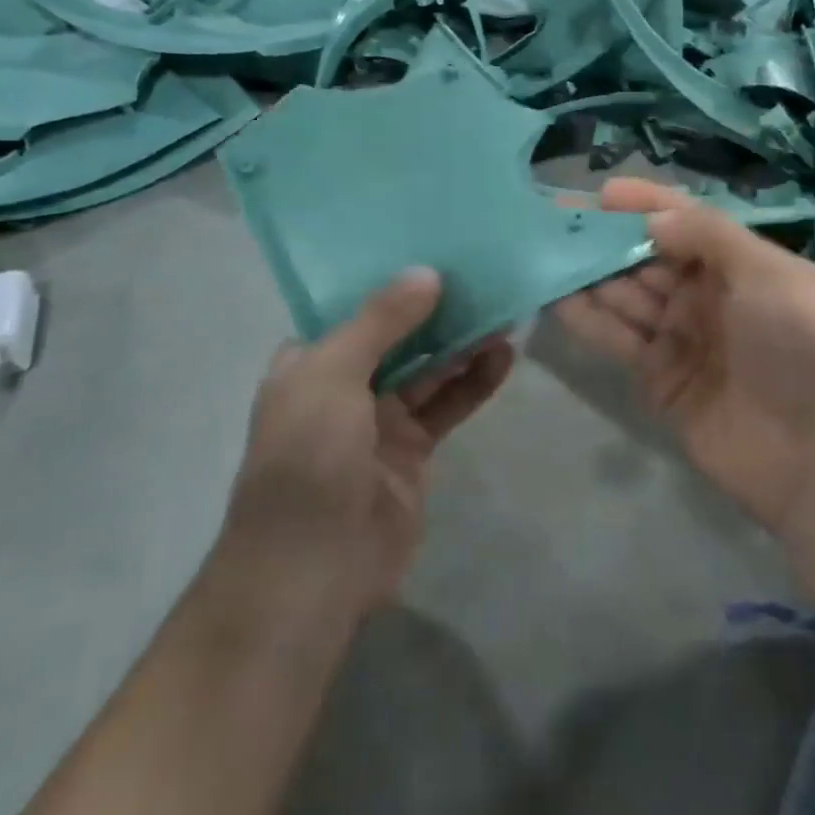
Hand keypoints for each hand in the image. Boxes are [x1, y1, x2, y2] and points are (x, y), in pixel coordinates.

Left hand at [222, 270, 514, 612]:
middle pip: (399, 334)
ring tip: (505, 310)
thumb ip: (381, 322)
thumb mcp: (333, 375)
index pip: (354, 307)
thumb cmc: (309, 458)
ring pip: (430, 368)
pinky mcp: (414, 449)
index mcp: (310, 362)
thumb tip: (426, 273)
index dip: (393, 279)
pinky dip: (475, 381)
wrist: (313, 569)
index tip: (436, 246)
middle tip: (486, 274)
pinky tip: (505, 358)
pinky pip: (449, 404)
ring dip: (464, 343)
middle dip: (439, 308)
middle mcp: (344, 384)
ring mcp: (381, 419)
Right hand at [553, 178, 814, 537]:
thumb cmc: (799, 346)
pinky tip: (556, 299)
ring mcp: (682, 338)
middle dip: (606, 238)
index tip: (602, 193)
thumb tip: (652, 219)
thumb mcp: (766, 274)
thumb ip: (708, 237)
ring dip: (590, 276)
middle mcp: (709, 296)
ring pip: (627, 297)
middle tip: (556, 222)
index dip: (646, 205)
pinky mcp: (660, 379)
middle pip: (648, 259)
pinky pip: (619, 340)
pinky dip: (589, 320)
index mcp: (741, 265)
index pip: (687, 223)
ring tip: (545, 254)